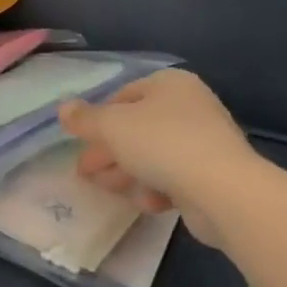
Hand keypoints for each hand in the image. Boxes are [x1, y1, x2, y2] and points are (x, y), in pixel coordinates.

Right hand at [58, 70, 262, 248]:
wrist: (223, 191)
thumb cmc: (162, 143)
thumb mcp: (112, 126)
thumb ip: (85, 119)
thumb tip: (63, 108)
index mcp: (169, 84)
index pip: (124, 96)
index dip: (99, 119)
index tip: (82, 142)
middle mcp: (190, 106)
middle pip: (137, 128)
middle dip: (109, 151)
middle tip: (85, 172)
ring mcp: (205, 142)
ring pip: (153, 155)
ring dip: (127, 172)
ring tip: (108, 190)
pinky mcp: (213, 176)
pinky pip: (175, 177)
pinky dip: (157, 188)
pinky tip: (147, 203)